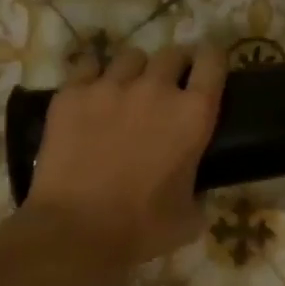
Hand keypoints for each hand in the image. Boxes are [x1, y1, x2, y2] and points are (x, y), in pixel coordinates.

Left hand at [22, 44, 224, 270]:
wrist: (75, 232)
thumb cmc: (141, 228)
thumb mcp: (189, 216)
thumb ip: (199, 192)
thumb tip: (196, 190)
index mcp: (193, 114)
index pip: (213, 61)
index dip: (212, 60)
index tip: (208, 69)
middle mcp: (156, 89)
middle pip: (172, 53)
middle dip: (174, 66)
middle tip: (168, 88)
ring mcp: (110, 86)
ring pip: (130, 56)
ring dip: (135, 71)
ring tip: (127, 91)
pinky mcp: (71, 94)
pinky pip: (87, 66)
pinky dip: (93, 77)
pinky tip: (91, 96)